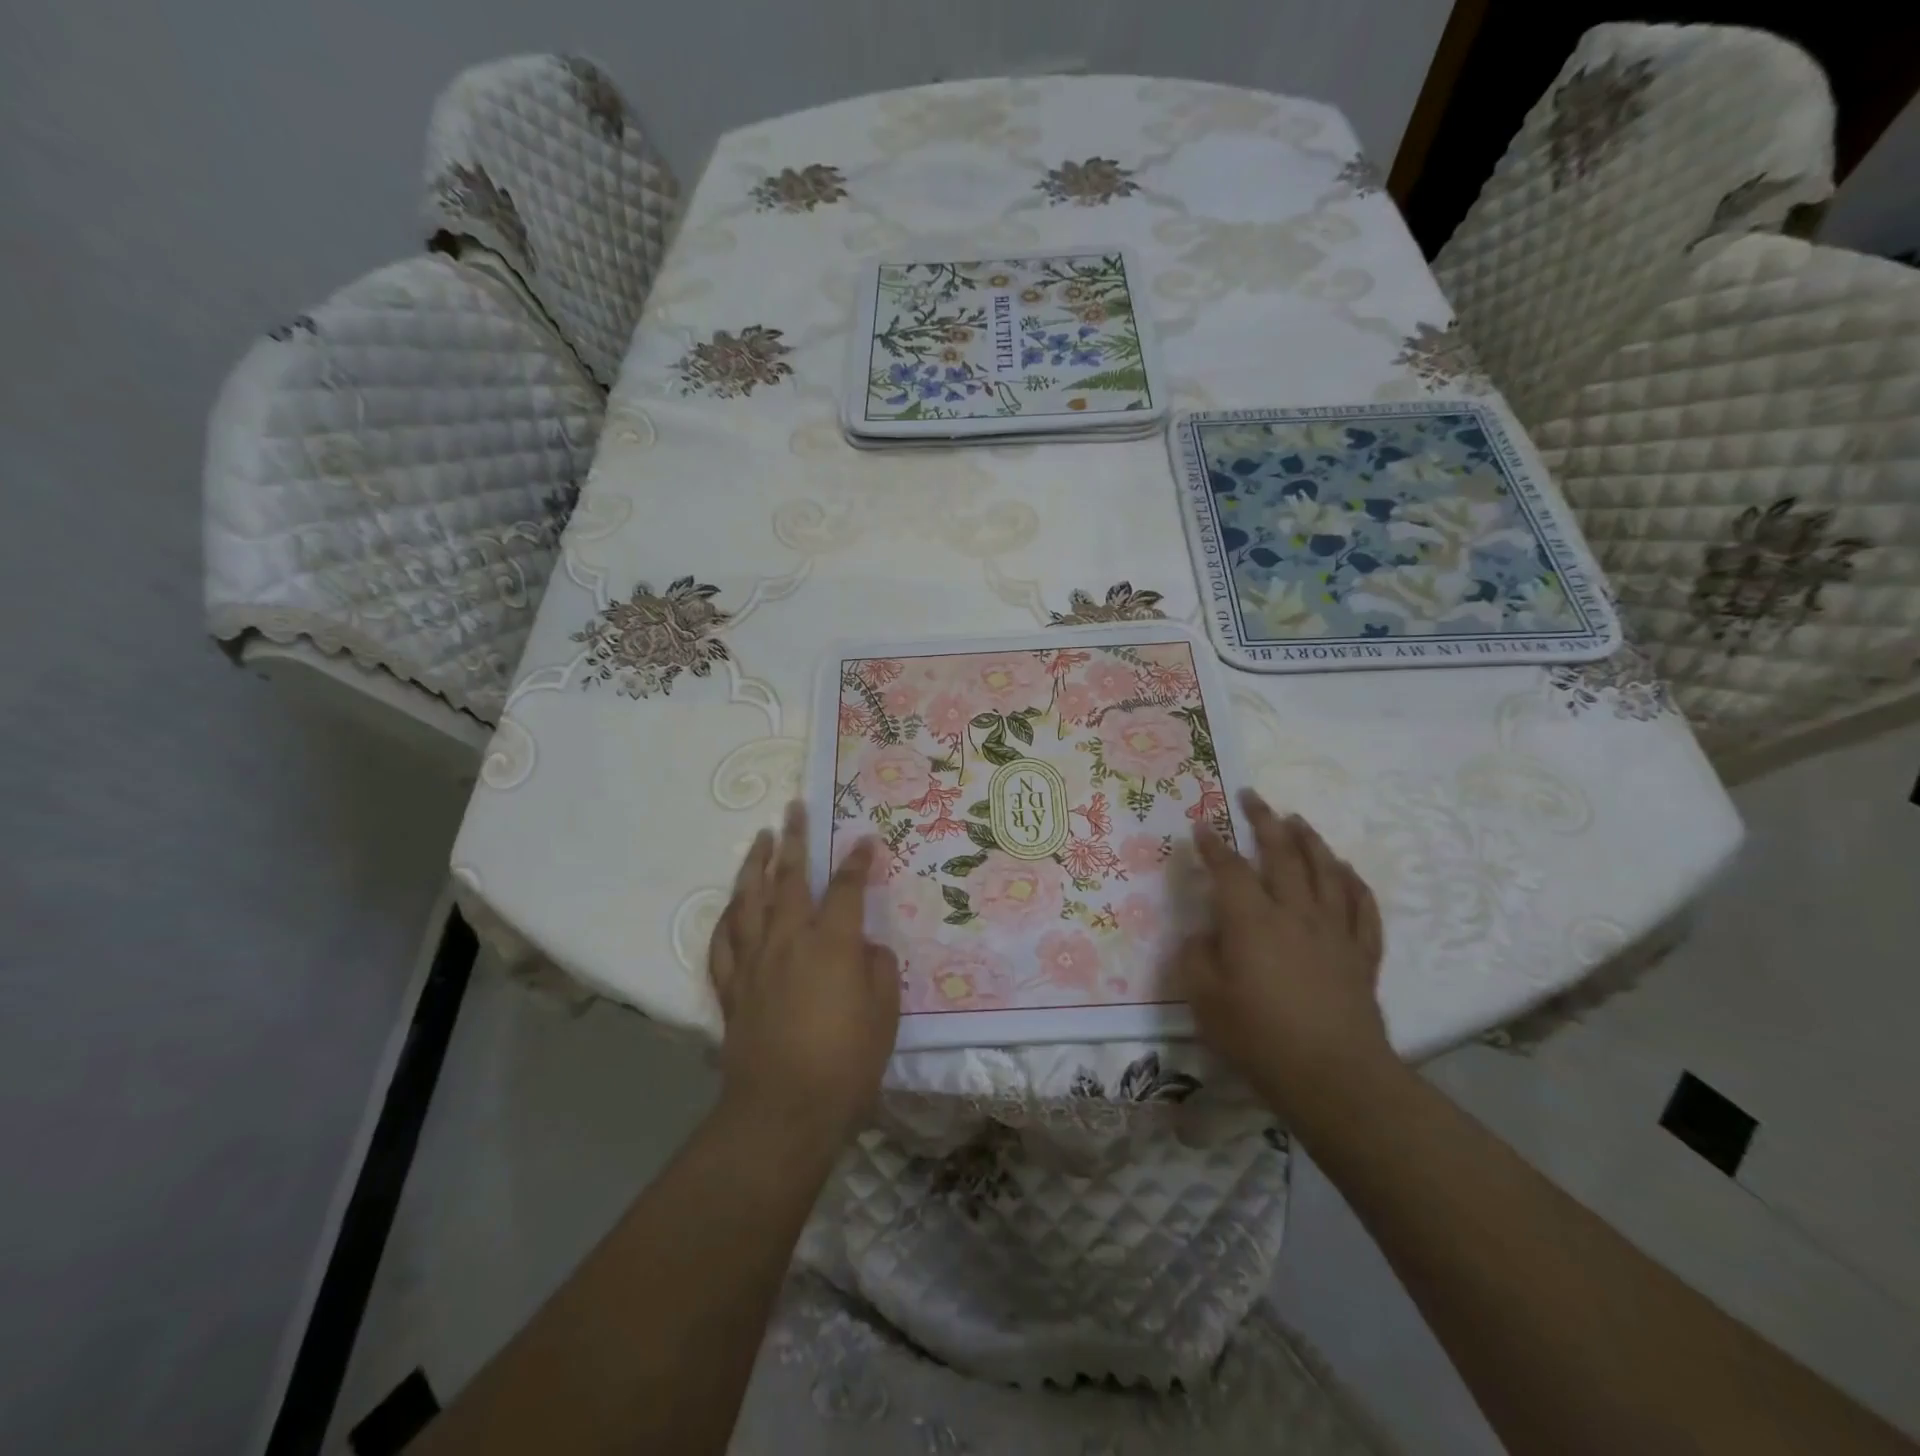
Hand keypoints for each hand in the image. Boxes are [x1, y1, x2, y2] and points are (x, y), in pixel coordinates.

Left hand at [708, 801, 899, 1146]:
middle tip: (794, 809)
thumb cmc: (845, 1063)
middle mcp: (788, 940)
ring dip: (755, 865)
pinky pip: (723, 942)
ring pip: (748, 900)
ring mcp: (754, 962)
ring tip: (760, 839)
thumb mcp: (884, 1014)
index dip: (857, 861)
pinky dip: (727, 918)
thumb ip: (878, 970)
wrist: (782, 1111)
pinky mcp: (731, 987)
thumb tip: (865, 948)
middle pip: (789, 879)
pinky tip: (731, 906)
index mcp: (832, 943)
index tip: (865, 840)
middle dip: (794, 840)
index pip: (846, 888)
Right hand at [1175, 790, 1391, 1124]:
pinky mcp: (1361, 953)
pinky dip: (1353, 882)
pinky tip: (1345, 870)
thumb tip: (1202, 934)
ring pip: (1326, 871)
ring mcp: (1334, 930)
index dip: (1213, 844)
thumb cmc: (1260, 1037)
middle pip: (1281, 854)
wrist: (1334, 1077)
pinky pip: (1362, 906)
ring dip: (1310, 840)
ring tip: (1298, 820)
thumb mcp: (1204, 1000)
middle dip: (1265, 821)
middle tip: (1254, 796)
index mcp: (1251, 920)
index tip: (1202, 824)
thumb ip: (1196, 958)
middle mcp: (1294, 912)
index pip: (1229, 869)